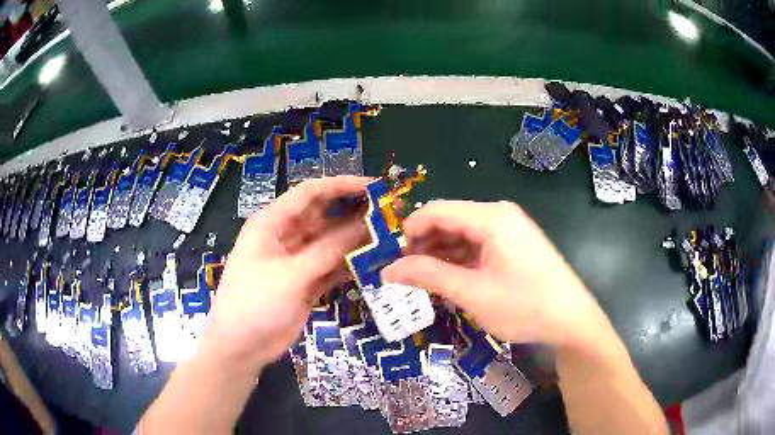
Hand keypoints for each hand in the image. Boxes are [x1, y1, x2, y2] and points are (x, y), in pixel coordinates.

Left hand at [203, 176, 369, 373]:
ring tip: (389, 238)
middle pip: (323, 216)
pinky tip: (375, 263)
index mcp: (272, 223)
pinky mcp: (306, 283)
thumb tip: (366, 226)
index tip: (373, 186)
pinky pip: (332, 266)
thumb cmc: (255, 303)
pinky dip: (350, 264)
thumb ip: (328, 251)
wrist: (241, 347)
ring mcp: (297, 261)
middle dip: (353, 213)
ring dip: (355, 241)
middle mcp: (285, 236)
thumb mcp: (291, 275)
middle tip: (388, 214)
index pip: (309, 193)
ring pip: (331, 243)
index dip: (340, 186)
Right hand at [382, 200, 602, 348]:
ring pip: (462, 234)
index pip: (436, 211)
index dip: (410, 232)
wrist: (571, 320)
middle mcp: (499, 215)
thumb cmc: (524, 306)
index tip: (393, 259)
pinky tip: (450, 280)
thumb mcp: (472, 293)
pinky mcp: (513, 245)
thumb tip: (388, 269)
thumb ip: (429, 276)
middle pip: (449, 220)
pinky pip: (477, 245)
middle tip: (406, 275)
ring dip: (440, 254)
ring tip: (424, 281)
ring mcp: (508, 229)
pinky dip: (459, 260)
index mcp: (491, 218)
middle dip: (424, 245)